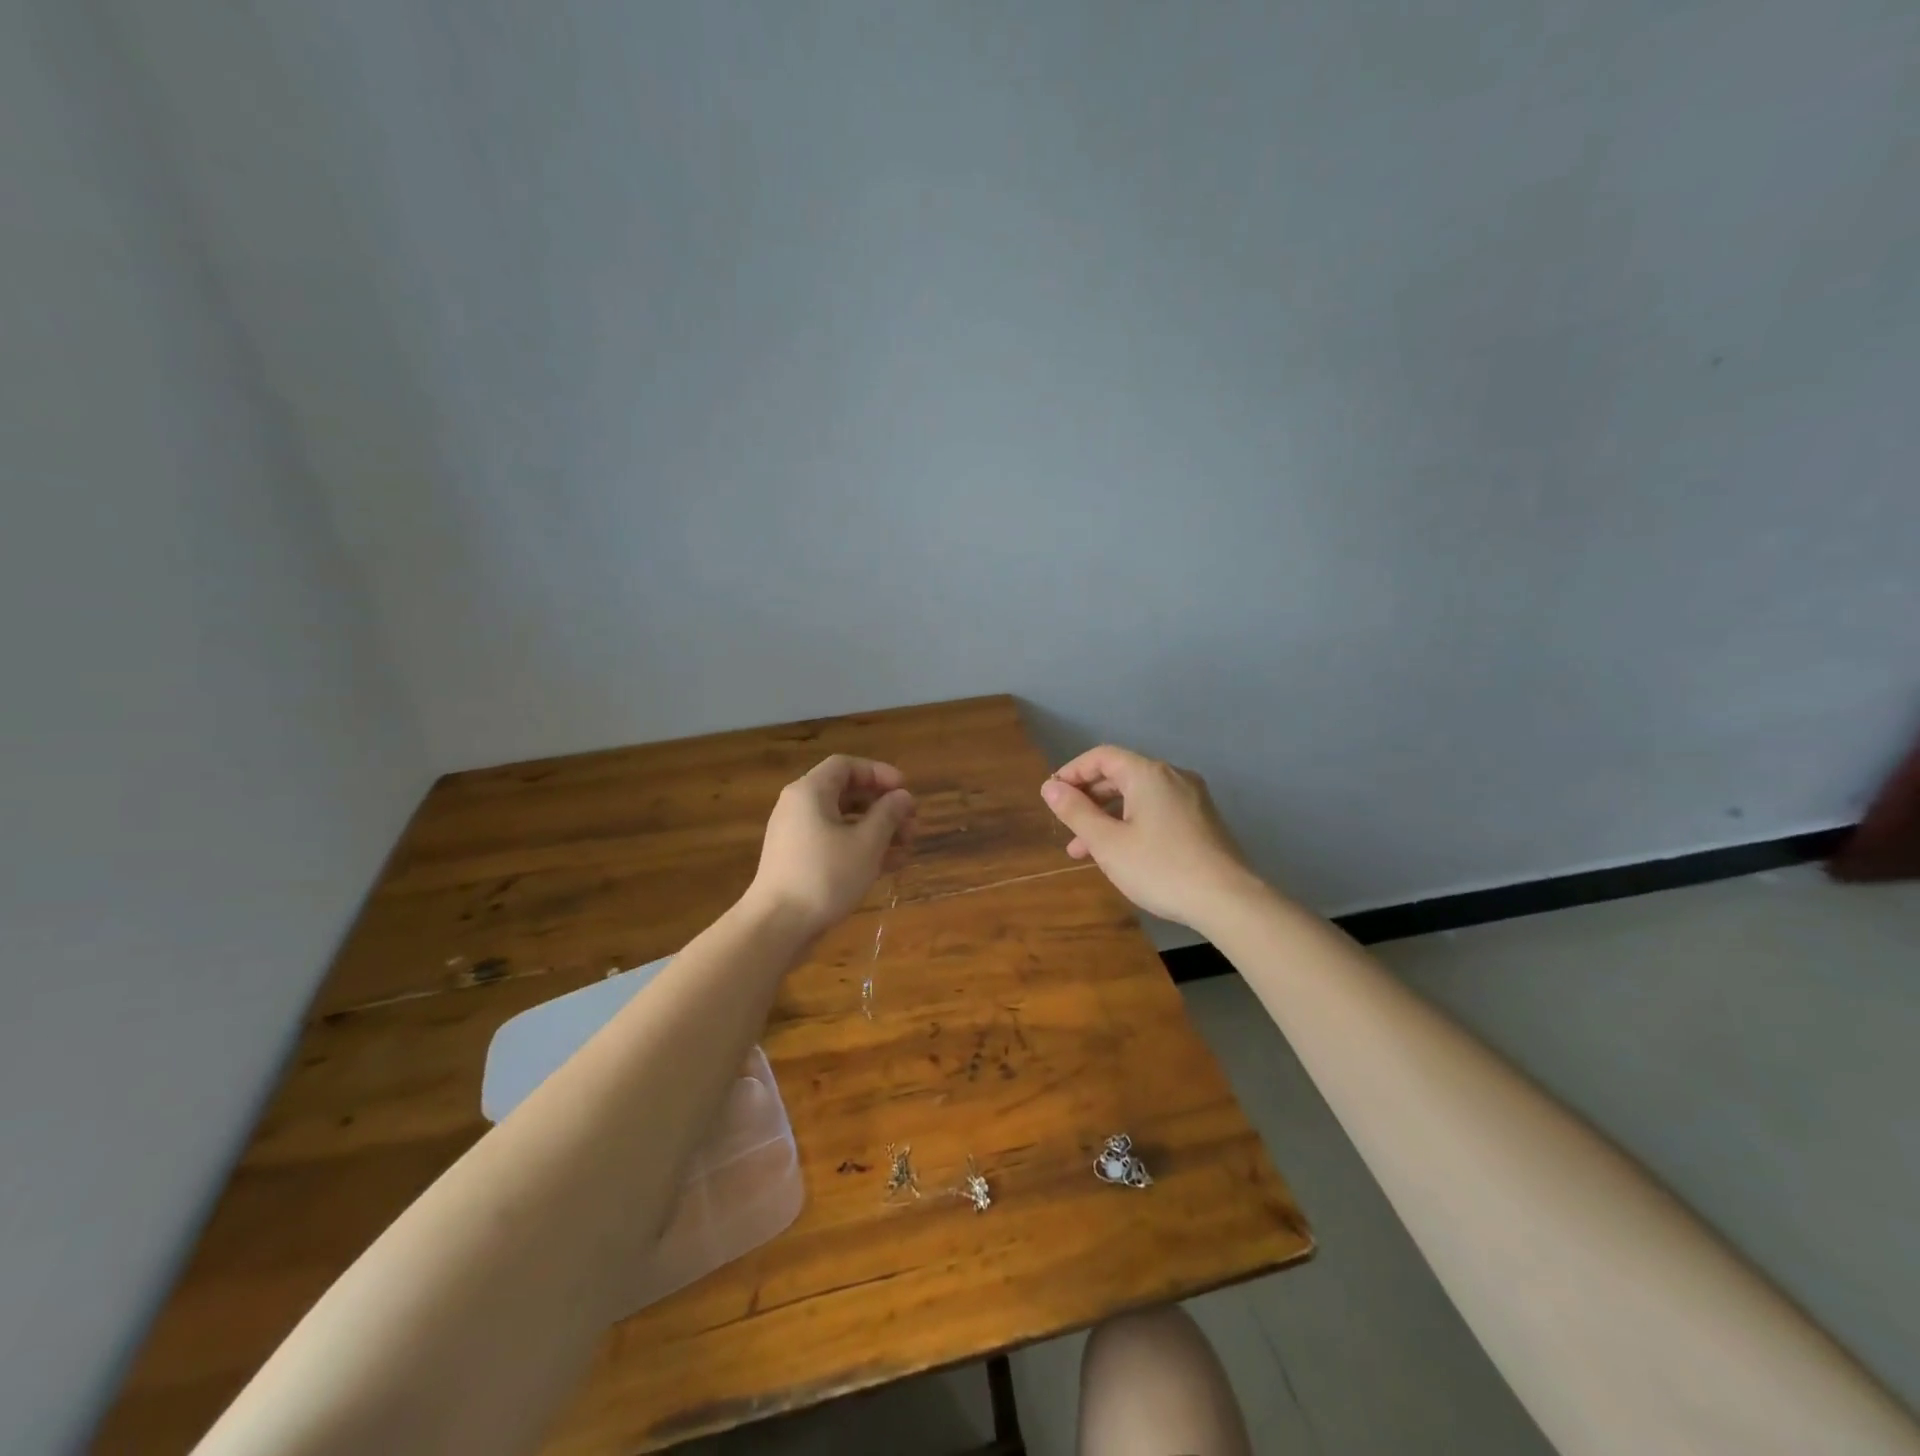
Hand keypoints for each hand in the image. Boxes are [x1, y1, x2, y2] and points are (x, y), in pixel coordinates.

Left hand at [744, 755, 914, 936]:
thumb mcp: (866, 843)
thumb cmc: (825, 876)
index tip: (905, 790)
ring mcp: (797, 836)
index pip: (846, 766)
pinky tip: (889, 866)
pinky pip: (834, 843)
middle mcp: (799, 807)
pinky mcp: (799, 862)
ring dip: (877, 830)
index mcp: (810, 792)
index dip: (879, 773)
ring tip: (907, 848)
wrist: (777, 926)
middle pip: (846, 794)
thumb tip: (903, 796)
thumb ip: (888, 814)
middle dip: (883, 807)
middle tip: (912, 824)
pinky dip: (860, 848)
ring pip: (843, 822)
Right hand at [1040, 745, 1258, 929]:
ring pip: (1138, 797)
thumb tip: (1050, 787)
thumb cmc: (1160, 867)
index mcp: (1148, 774)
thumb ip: (1076, 812)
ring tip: (1083, 851)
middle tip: (1065, 825)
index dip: (1072, 772)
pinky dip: (1132, 824)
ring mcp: (1192, 798)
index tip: (1052, 796)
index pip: (1102, 757)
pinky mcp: (1202, 821)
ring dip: (1108, 817)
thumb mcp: (1108, 843)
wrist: (1228, 900)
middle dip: (1088, 798)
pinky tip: (1121, 854)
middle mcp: (1173, 776)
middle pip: (1121, 775)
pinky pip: (1157, 811)